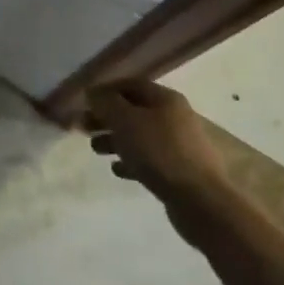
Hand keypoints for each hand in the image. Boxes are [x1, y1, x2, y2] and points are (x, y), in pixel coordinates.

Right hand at [85, 80, 235, 248]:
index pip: (130, 84)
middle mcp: (174, 116)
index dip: (105, 90)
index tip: (83, 102)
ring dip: (115, 139)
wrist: (200, 200)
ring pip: (139, 135)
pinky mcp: (179, 170)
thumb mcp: (125, 121)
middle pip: (133, 110)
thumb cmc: (159, 153)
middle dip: (107, 117)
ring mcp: (179, 144)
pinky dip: (131, 161)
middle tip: (83, 127)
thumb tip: (93, 92)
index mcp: (165, 99)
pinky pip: (149, 159)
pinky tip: (117, 170)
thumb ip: (105, 103)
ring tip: (96, 150)